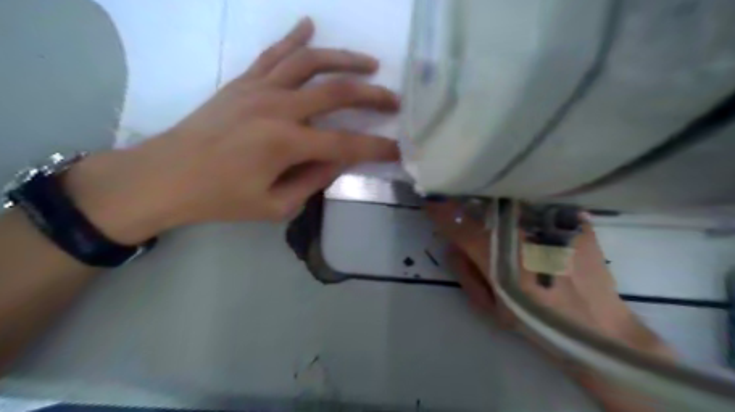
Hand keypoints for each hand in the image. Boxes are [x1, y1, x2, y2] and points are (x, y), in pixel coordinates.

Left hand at [65, 18, 401, 244]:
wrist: (165, 177)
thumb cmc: (220, 198)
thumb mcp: (274, 206)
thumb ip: (312, 182)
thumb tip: (338, 161)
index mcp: (287, 143)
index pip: (346, 144)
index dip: (377, 148)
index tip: (399, 149)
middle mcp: (278, 108)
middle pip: (338, 92)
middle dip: (373, 96)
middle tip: (395, 100)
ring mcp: (259, 89)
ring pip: (310, 62)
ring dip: (344, 59)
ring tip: (369, 63)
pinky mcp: (243, 82)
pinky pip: (273, 54)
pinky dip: (294, 38)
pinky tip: (310, 26)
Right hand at [429, 201, 672, 409]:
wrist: (597, 327)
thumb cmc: (539, 321)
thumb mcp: (491, 307)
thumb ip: (466, 273)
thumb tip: (454, 245)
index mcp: (495, 254)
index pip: (458, 223)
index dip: (441, 209)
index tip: (431, 200)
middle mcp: (518, 230)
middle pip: (485, 202)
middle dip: (471, 200)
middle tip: (468, 202)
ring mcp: (548, 221)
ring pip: (513, 197)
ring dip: (501, 201)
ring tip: (503, 210)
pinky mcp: (572, 219)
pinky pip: (542, 201)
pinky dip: (531, 205)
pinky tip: (532, 215)